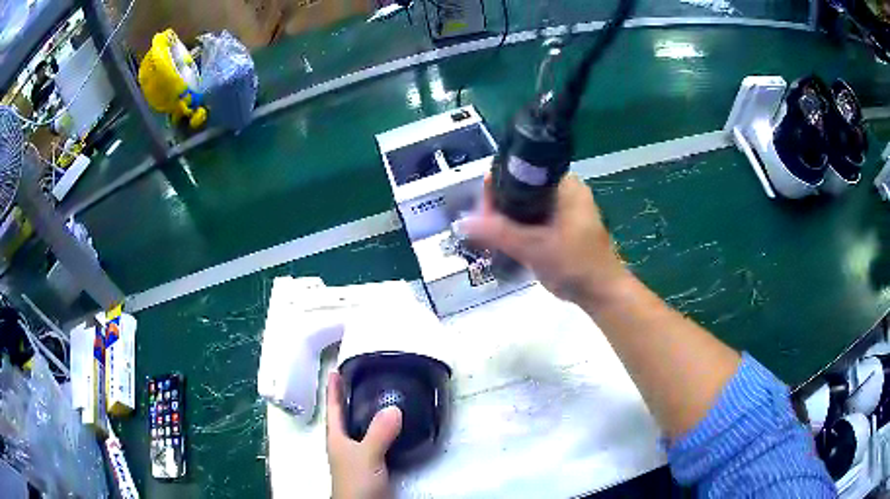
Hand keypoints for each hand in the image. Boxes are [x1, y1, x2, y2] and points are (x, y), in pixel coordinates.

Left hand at [326, 371, 402, 498]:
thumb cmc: (356, 483)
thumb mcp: (366, 456)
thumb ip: (378, 434)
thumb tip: (394, 408)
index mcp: (337, 439)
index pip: (334, 409)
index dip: (334, 390)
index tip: (335, 370)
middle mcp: (345, 445)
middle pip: (345, 417)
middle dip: (350, 398)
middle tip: (361, 379)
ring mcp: (358, 456)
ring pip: (361, 429)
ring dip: (367, 414)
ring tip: (379, 398)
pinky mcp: (373, 465)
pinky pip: (376, 440)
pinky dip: (383, 430)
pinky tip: (394, 429)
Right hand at [463, 174, 629, 303]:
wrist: (601, 293)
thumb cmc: (576, 265)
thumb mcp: (535, 248)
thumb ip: (499, 232)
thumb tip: (463, 222)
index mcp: (564, 185)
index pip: (522, 172)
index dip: (498, 186)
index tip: (481, 209)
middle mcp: (565, 190)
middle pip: (522, 189)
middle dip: (499, 206)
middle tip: (483, 228)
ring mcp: (564, 208)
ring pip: (526, 205)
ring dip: (507, 219)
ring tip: (488, 236)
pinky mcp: (562, 225)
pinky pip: (534, 219)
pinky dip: (519, 227)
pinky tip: (504, 240)